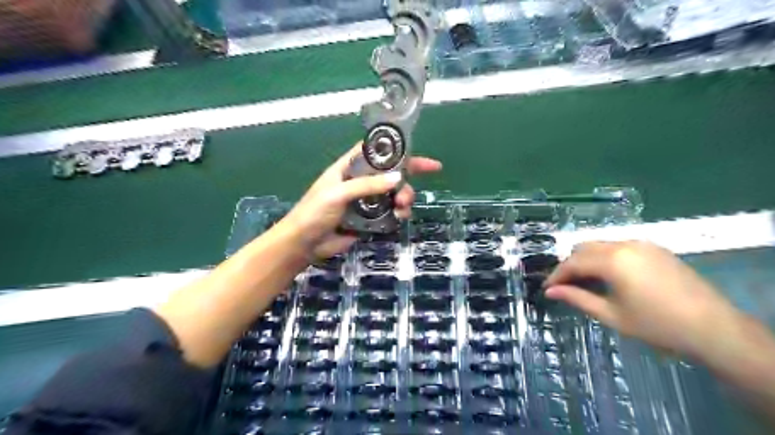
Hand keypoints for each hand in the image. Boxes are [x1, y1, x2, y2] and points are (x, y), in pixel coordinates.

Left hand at [280, 143, 441, 260]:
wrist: (305, 244)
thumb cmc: (315, 212)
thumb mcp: (338, 193)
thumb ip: (367, 185)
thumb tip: (398, 178)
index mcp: (349, 168)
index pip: (375, 152)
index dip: (396, 150)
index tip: (417, 154)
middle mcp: (360, 181)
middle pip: (390, 174)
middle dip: (404, 182)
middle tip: (405, 196)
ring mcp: (366, 201)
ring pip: (393, 194)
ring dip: (403, 199)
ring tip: (401, 210)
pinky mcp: (370, 219)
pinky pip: (390, 212)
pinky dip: (398, 214)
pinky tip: (398, 218)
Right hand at [544, 240, 737, 358]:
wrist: (714, 328)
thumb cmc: (656, 324)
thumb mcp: (611, 315)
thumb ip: (577, 299)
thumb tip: (550, 292)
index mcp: (612, 260)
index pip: (572, 262)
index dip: (556, 275)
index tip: (547, 288)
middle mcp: (624, 244)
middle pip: (584, 248)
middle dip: (570, 265)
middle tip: (565, 286)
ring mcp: (641, 244)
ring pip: (601, 245)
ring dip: (587, 260)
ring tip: (586, 282)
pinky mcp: (655, 248)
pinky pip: (619, 246)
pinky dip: (606, 258)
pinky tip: (610, 276)